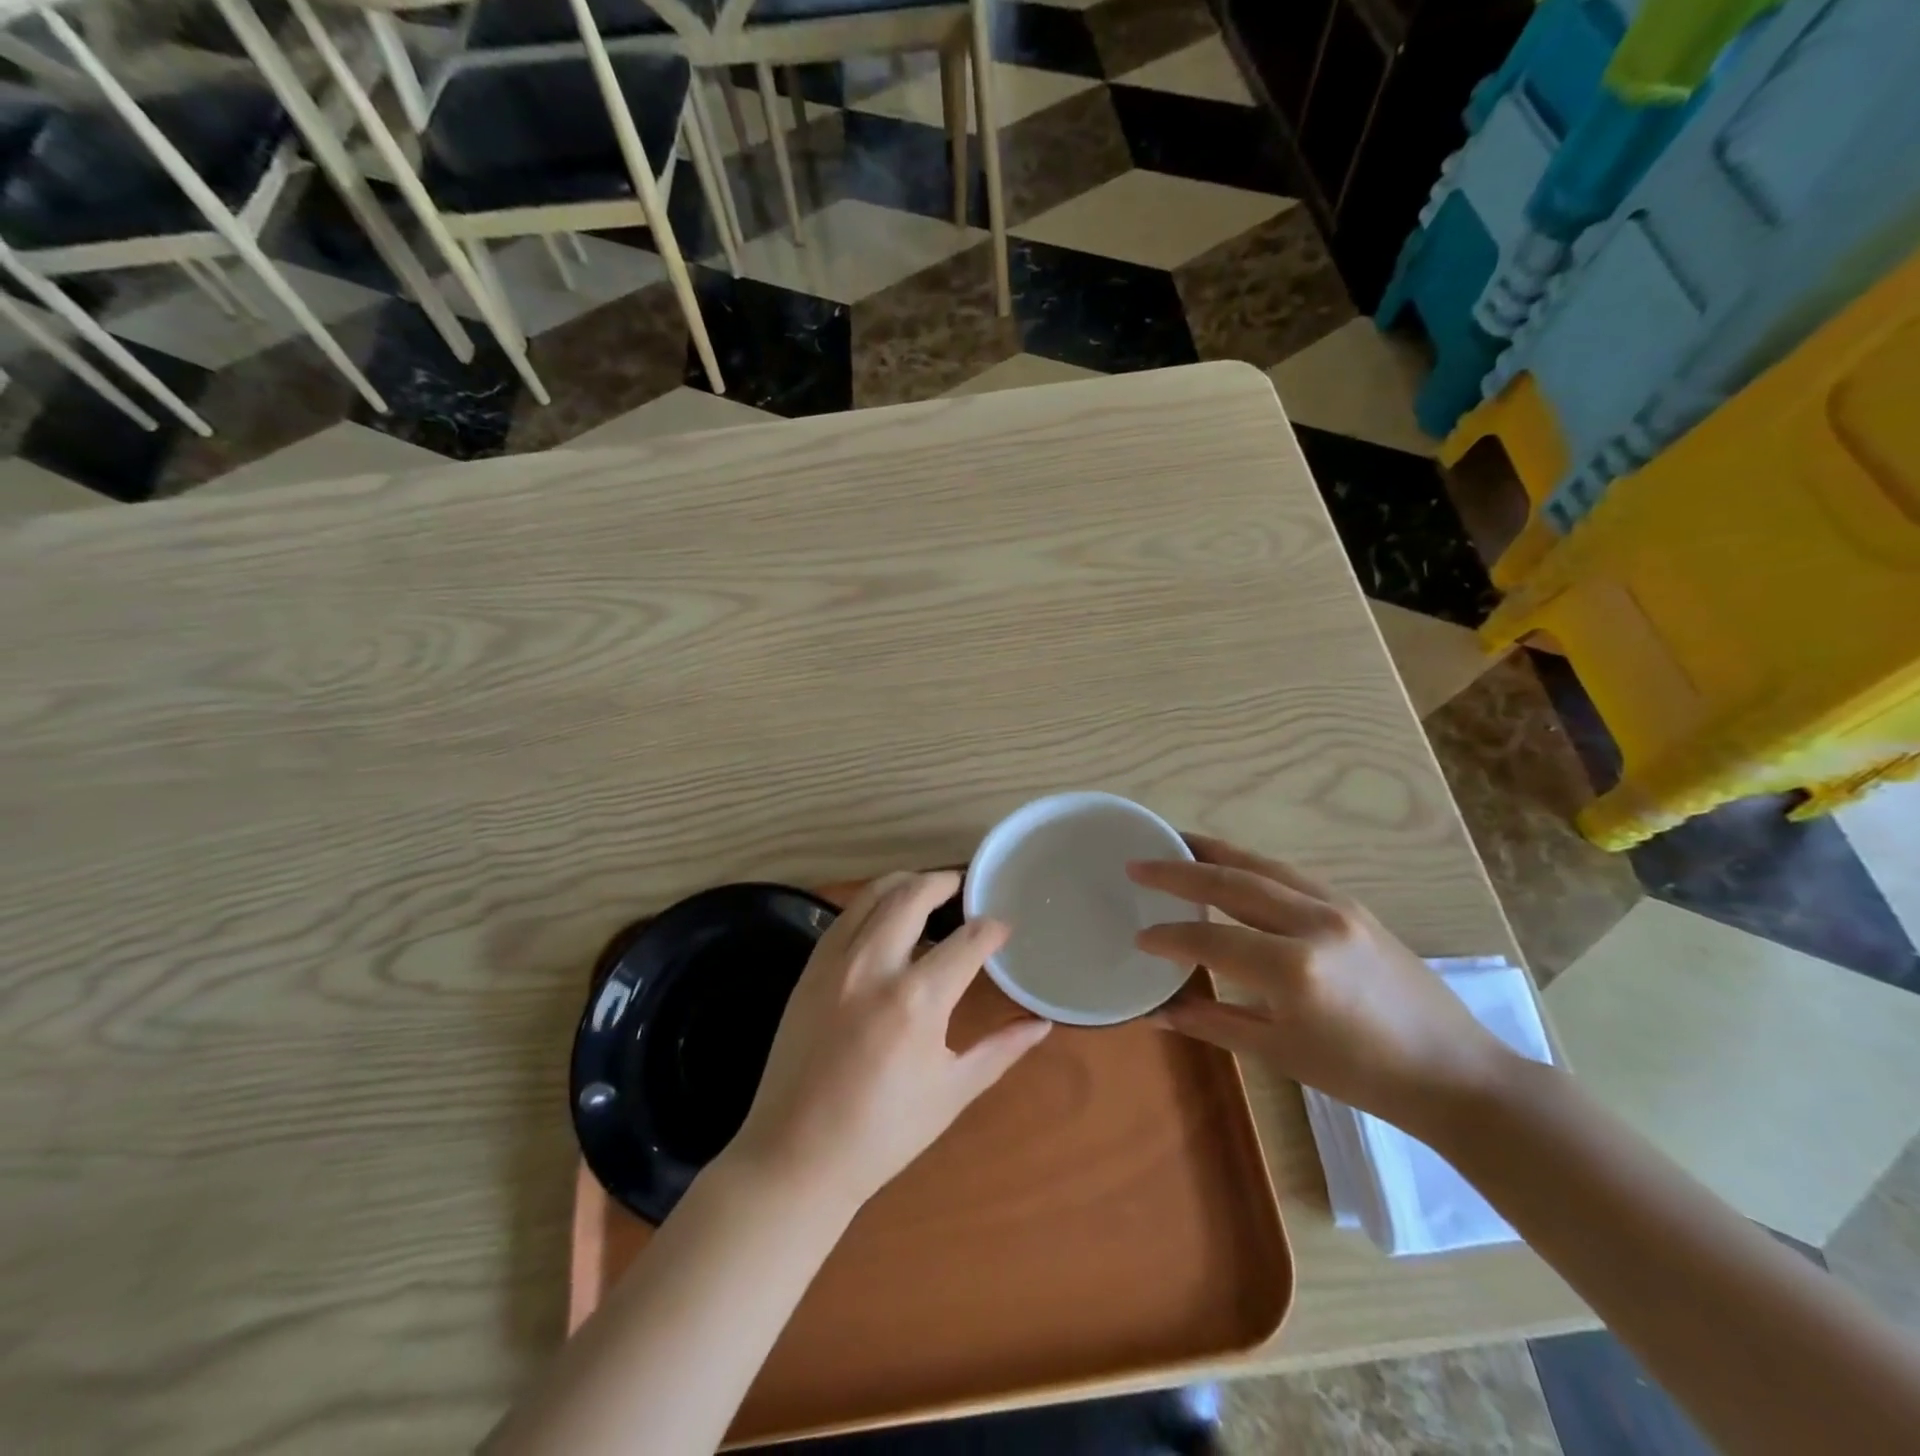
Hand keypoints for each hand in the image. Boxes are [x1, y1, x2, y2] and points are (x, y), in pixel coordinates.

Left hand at [728, 871, 1051, 1212]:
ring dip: (906, 882)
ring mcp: (836, 963)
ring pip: (874, 895)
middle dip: (945, 882)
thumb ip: (1001, 1050)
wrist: (797, 1155)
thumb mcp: (952, 1092)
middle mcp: (875, 967)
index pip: (968, 941)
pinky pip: (844, 916)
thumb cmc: (883, 1132)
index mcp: (918, 1000)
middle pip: (914, 896)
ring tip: (927, 889)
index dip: (992, 929)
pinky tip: (884, 916)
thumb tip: (1042, 1023)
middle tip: (963, 885)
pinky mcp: (810, 968)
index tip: (1004, 927)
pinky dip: (871, 903)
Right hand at [1127, 836, 1515, 1134]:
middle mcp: (1313, 923)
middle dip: (1178, 870)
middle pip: (1231, 881)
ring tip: (1176, 842)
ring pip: (1261, 865)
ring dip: (1214, 852)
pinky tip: (1232, 865)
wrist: (1456, 1073)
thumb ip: (1214, 1024)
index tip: (1139, 935)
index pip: (1212, 938)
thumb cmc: (1364, 1076)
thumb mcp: (1281, 1053)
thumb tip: (1157, 1014)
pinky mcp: (1353, 905)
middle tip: (1138, 863)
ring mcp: (1338, 907)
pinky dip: (1251, 863)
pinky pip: (1289, 873)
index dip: (1170, 936)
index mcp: (1294, 969)